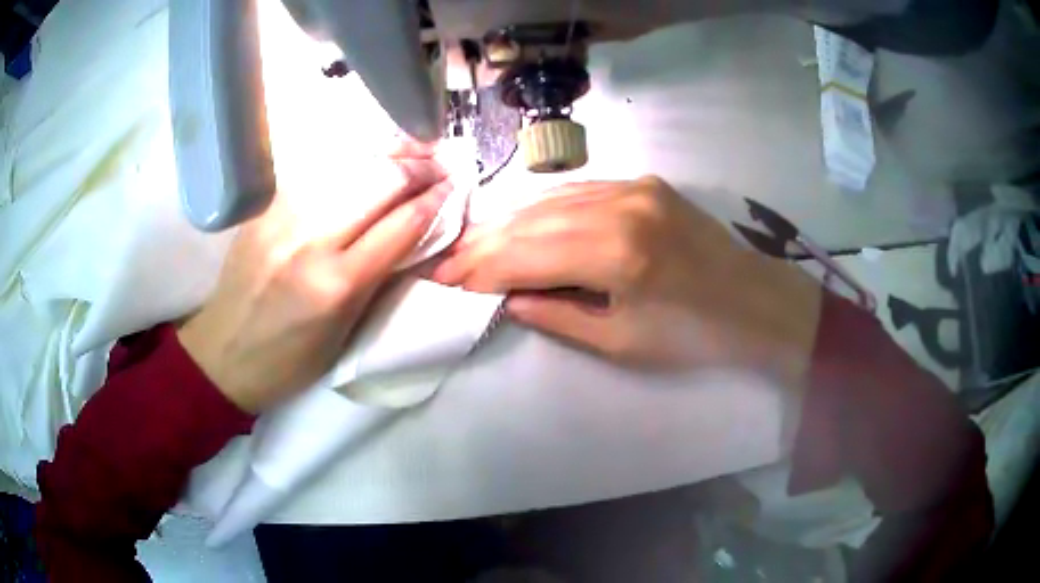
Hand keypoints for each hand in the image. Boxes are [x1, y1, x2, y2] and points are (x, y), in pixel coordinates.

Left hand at [178, 144, 450, 413]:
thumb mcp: (346, 332)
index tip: (454, 187)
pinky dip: (348, 161)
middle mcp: (310, 241)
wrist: (224, 352)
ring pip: (348, 166)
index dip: (435, 200)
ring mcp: (282, 217)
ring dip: (386, 156)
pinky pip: (315, 172)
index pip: (402, 224)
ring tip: (410, 153)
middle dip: (417, 168)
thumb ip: (380, 277)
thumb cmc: (290, 360)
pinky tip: (365, 160)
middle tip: (438, 165)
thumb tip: (415, 233)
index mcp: (337, 285)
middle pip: (379, 181)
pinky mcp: (264, 208)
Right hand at [432, 176, 821, 382]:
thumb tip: (509, 299)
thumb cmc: (694, 336)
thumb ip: (559, 316)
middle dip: (484, 243)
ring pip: (551, 199)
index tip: (444, 278)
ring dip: (509, 222)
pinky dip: (544, 208)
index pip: (527, 255)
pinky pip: (579, 191)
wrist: (756, 302)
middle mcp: (621, 206)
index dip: (481, 268)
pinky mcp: (644, 182)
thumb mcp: (621, 342)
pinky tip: (522, 222)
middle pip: (532, 220)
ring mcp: (634, 186)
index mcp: (618, 253)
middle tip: (448, 258)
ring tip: (475, 243)